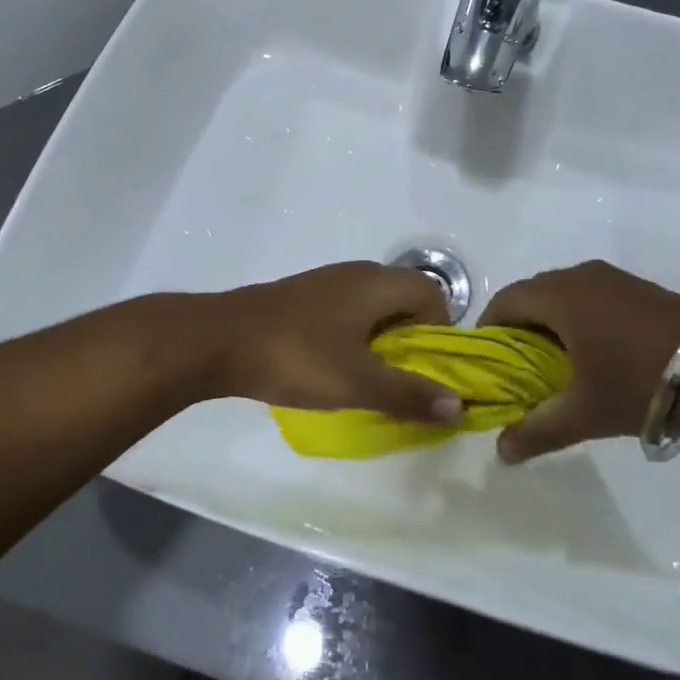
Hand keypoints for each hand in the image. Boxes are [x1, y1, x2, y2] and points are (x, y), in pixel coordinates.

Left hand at [200, 263, 462, 424]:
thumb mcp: (357, 382)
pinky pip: (347, 309)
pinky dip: (354, 334)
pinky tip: (333, 364)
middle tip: (400, 377)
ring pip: (374, 304)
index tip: (426, 367)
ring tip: (368, 376)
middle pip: (405, 297)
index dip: (441, 330)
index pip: (433, 293)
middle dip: (413, 338)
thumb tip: (460, 406)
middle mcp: (357, 273)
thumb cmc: (296, 356)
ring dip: (382, 338)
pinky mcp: (304, 296)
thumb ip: (409, 394)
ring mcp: (327, 281)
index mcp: (377, 283)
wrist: (219, 339)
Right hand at [481, 261, 679, 463]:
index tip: (489, 363)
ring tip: (556, 363)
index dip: (489, 329)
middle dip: (518, 327)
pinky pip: (590, 295)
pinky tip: (594, 351)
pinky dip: (578, 317)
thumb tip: (501, 452)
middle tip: (519, 368)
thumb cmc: (638, 384)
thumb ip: (536, 431)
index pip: (505, 301)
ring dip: (550, 322)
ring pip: (562, 293)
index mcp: (558, 295)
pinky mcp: (637, 286)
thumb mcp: (583, 414)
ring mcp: (612, 277)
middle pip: (532, 294)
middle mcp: (580, 275)